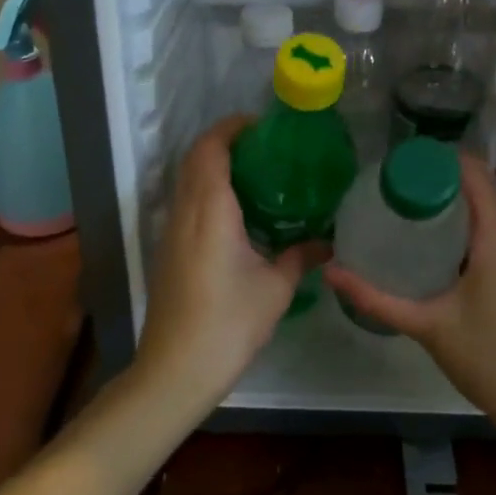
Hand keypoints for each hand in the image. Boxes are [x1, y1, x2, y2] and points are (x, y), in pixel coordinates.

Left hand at [133, 116, 326, 413]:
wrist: (176, 368)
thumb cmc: (229, 322)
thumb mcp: (275, 289)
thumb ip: (300, 258)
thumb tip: (327, 244)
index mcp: (210, 210)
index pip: (211, 149)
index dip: (231, 128)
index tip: (261, 126)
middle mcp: (184, 212)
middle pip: (194, 159)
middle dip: (223, 142)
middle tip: (263, 147)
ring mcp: (171, 232)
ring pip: (186, 181)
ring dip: (212, 167)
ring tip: (254, 175)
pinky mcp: (168, 251)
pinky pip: (185, 204)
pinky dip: (206, 192)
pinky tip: (235, 214)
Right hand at [324, 154, 495, 439]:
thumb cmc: (490, 357)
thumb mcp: (427, 325)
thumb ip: (377, 298)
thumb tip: (331, 272)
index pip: (471, 173)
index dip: (434, 160)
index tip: (395, 165)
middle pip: (475, 189)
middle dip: (432, 183)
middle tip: (387, 190)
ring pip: (483, 213)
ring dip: (446, 207)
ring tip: (400, 212)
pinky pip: (489, 234)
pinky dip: (459, 230)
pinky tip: (427, 247)